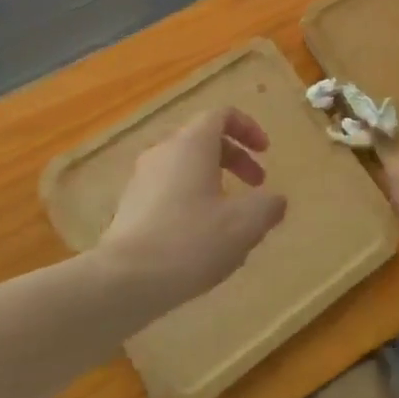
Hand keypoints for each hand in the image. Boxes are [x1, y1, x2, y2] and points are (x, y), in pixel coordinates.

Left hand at [95, 107, 286, 309]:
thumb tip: (275, 201)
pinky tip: (201, 239)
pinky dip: (192, 201)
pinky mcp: (129, 208)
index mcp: (192, 144)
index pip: (222, 115)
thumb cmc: (190, 241)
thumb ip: (268, 206)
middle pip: (204, 139)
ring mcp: (141, 180)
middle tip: (257, 186)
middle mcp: (163, 153)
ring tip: (231, 218)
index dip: (248, 128)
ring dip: (214, 182)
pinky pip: (168, 191)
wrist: (122, 282)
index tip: (265, 153)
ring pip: (185, 167)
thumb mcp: (245, 224)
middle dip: (236, 158)